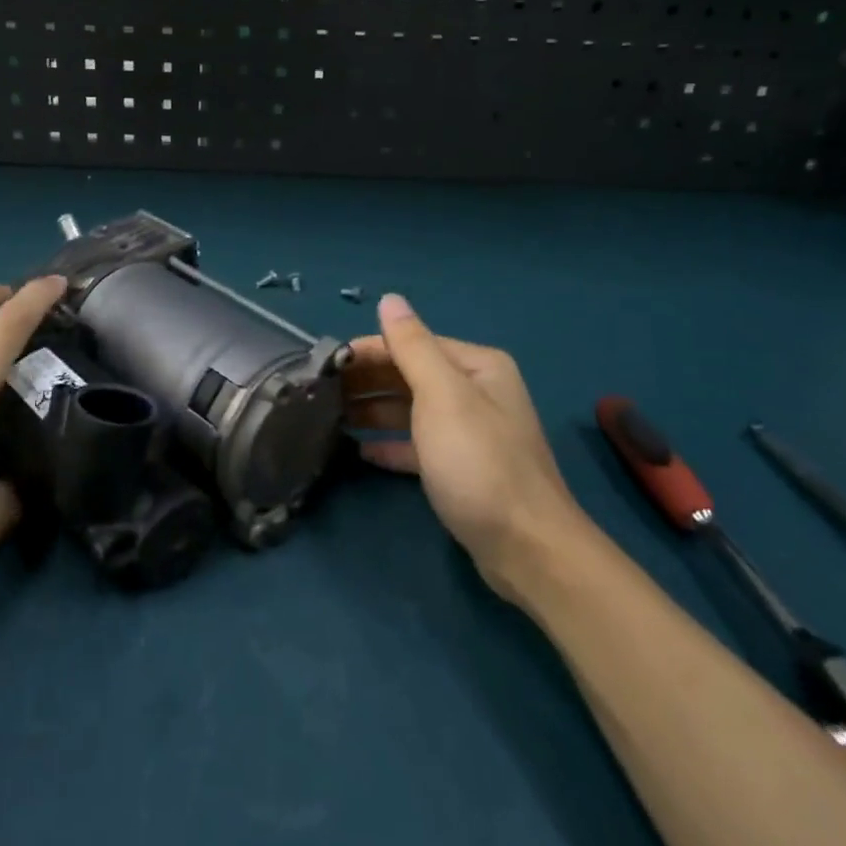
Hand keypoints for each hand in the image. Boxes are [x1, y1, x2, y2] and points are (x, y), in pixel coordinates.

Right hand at [346, 293, 585, 594]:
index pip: (410, 344)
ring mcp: (469, 432)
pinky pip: (417, 445)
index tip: (323, 365)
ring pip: (411, 410)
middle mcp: (474, 391)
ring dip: (373, 411)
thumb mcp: (442, 396)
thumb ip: (412, 346)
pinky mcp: (461, 469)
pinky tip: (360, 450)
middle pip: (409, 375)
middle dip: (367, 381)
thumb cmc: (479, 462)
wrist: (527, 548)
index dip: (367, 351)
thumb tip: (390, 298)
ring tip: (329, 418)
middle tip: (319, 394)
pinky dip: (390, 443)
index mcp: (476, 366)